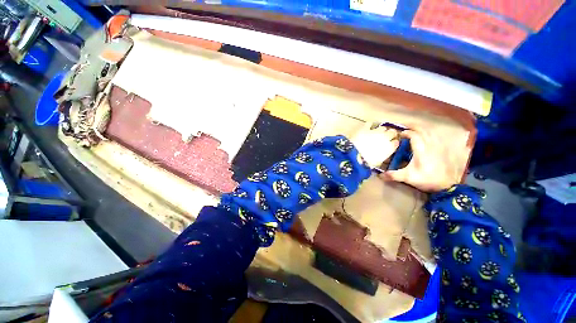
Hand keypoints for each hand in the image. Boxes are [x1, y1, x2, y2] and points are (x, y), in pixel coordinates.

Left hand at [352, 125, 399, 167]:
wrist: (355, 155)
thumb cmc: (367, 162)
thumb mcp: (377, 162)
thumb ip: (382, 158)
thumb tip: (382, 157)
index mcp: (389, 147)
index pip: (396, 142)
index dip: (393, 143)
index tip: (391, 144)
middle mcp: (385, 137)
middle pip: (392, 132)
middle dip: (390, 134)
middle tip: (386, 137)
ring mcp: (375, 131)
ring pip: (383, 128)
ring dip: (381, 130)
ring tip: (378, 133)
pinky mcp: (365, 128)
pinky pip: (370, 123)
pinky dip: (370, 125)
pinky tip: (369, 127)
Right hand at [379, 125, 459, 191]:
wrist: (446, 186)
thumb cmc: (426, 179)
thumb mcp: (407, 178)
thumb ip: (393, 175)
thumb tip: (380, 175)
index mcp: (421, 150)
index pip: (414, 135)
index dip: (406, 132)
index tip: (400, 134)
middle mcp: (430, 145)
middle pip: (423, 130)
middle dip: (414, 126)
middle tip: (405, 126)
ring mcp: (438, 147)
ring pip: (431, 132)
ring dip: (422, 128)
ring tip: (415, 129)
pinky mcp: (443, 150)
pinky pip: (436, 137)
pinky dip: (430, 133)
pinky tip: (427, 136)